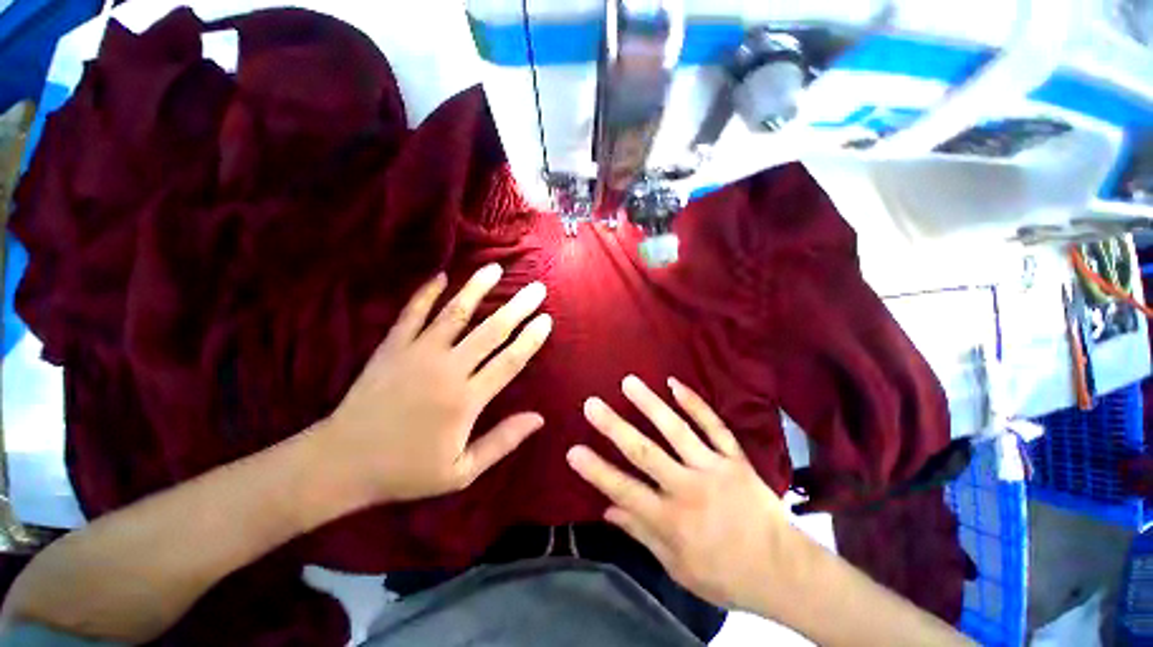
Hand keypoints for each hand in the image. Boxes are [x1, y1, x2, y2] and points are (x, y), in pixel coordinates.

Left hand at [319, 263, 551, 503]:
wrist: (342, 463)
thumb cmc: (407, 471)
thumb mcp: (462, 471)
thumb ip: (502, 441)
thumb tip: (539, 419)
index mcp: (466, 400)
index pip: (510, 361)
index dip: (531, 339)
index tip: (546, 319)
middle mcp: (447, 369)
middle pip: (491, 331)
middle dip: (518, 307)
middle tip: (536, 288)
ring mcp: (417, 353)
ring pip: (455, 313)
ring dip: (478, 289)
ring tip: (496, 269)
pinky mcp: (392, 347)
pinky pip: (412, 313)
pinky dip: (426, 292)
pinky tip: (441, 275)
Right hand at [567, 375, 803, 611]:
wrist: (785, 572)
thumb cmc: (726, 575)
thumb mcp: (678, 567)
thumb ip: (642, 534)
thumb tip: (607, 511)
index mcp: (672, 520)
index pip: (625, 491)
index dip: (597, 471)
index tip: (573, 451)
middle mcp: (689, 489)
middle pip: (645, 453)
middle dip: (615, 427)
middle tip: (592, 404)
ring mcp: (714, 468)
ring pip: (677, 430)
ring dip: (650, 404)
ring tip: (629, 383)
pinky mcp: (734, 458)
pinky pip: (713, 425)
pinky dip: (694, 403)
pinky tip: (675, 384)